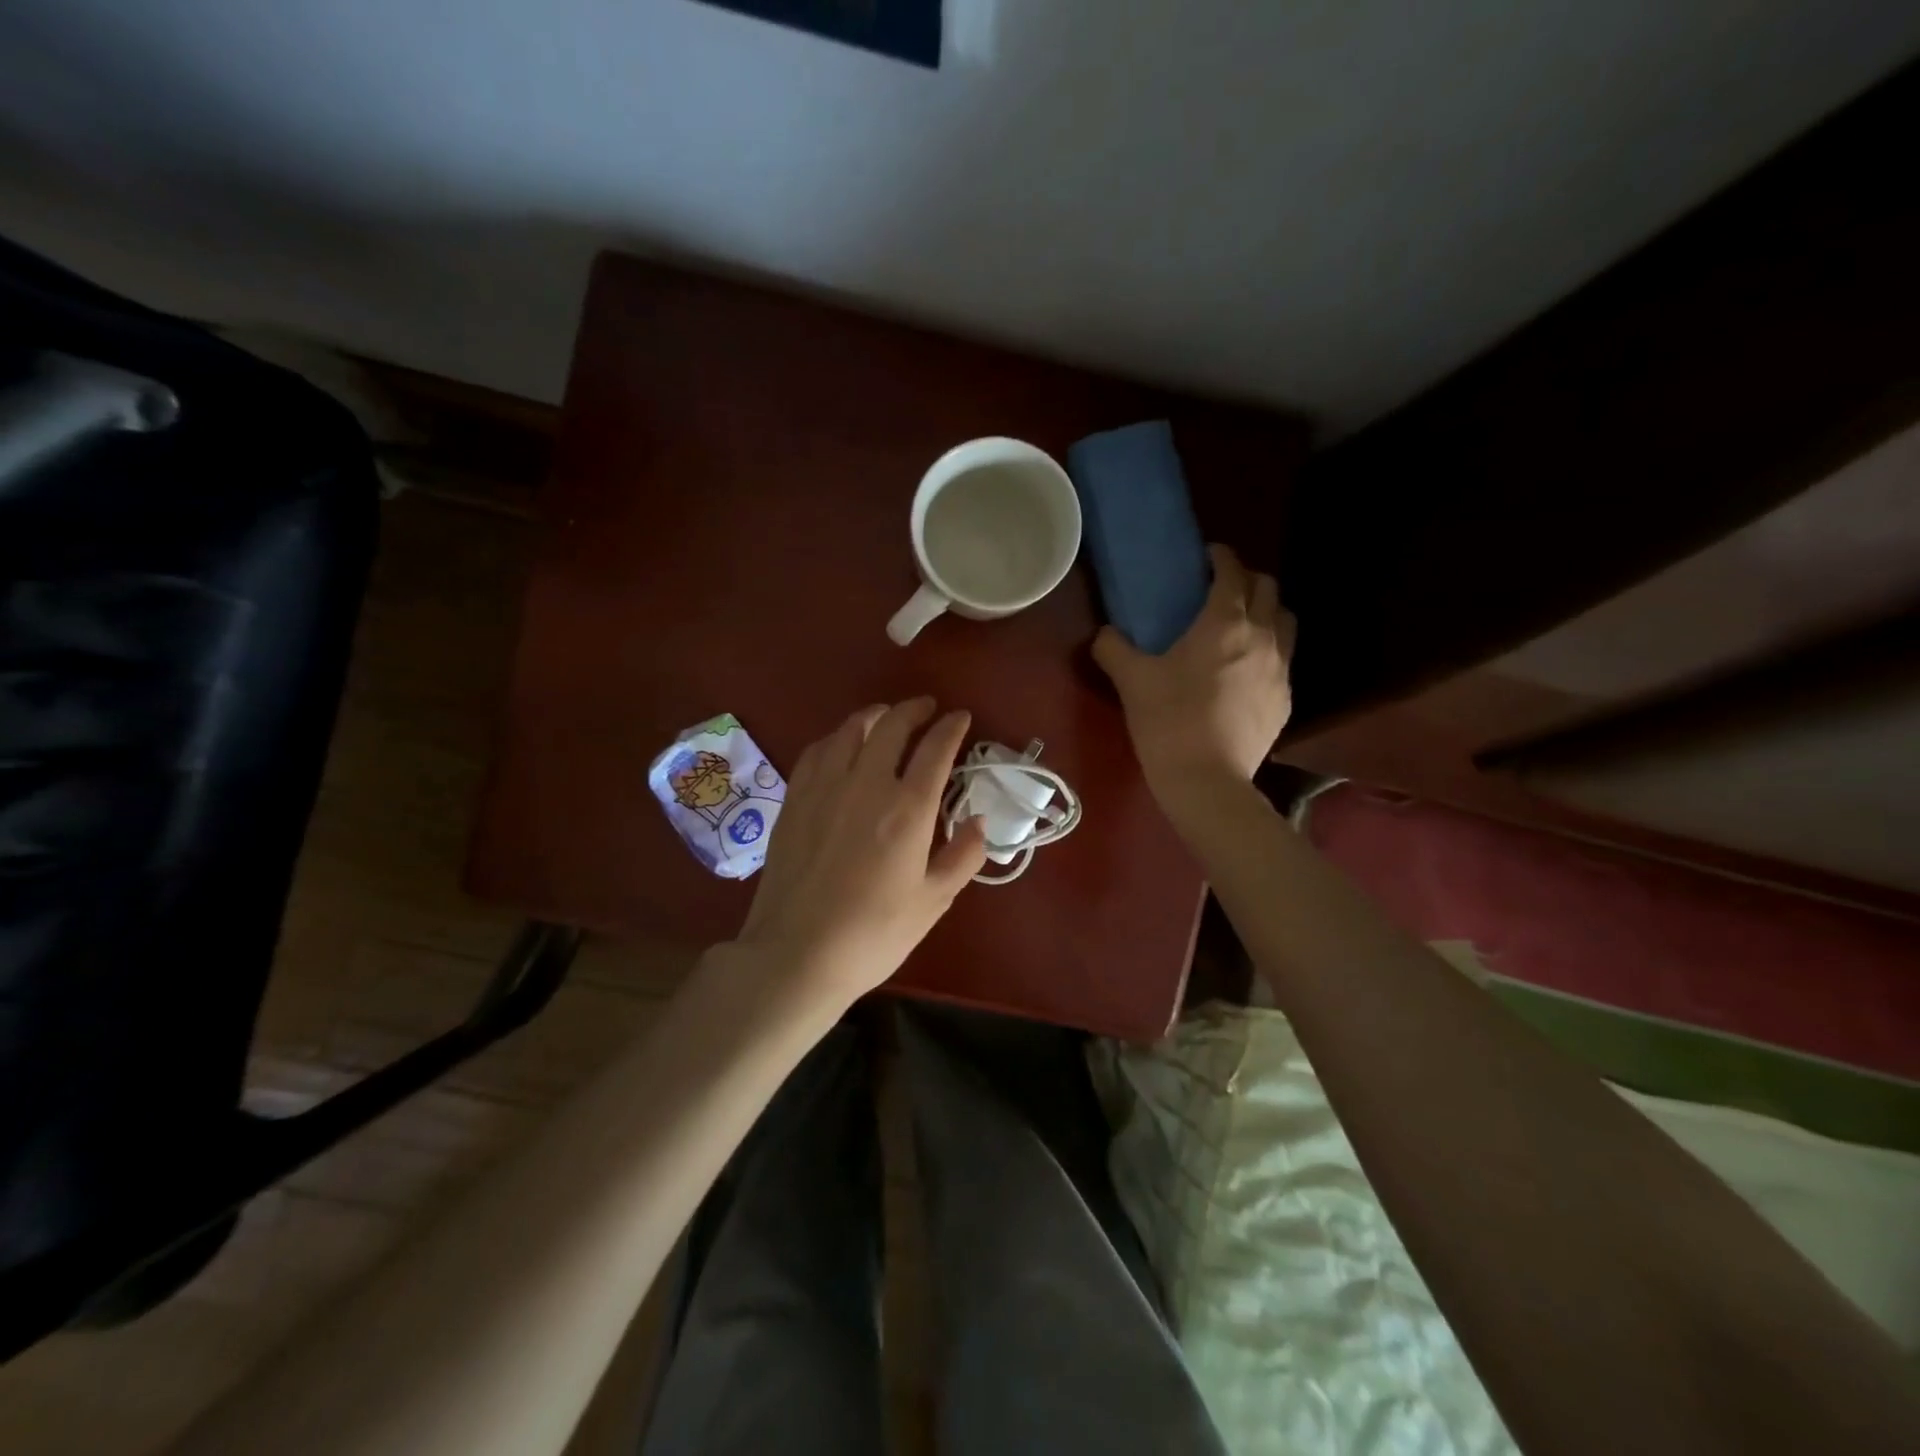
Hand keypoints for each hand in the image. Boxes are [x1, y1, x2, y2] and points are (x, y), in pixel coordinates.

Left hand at [732, 698, 987, 1008]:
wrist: (796, 954)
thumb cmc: (874, 934)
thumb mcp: (933, 902)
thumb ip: (963, 856)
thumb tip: (979, 821)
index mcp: (908, 808)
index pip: (936, 749)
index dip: (952, 727)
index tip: (961, 717)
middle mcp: (866, 784)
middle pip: (892, 725)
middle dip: (914, 709)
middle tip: (927, 708)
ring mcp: (825, 787)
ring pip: (851, 730)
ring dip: (875, 715)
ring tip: (886, 718)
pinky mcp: (795, 799)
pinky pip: (818, 750)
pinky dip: (838, 738)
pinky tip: (842, 746)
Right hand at [1093, 544, 1293, 808]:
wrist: (1208, 782)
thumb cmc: (1168, 722)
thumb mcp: (1131, 681)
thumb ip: (1113, 648)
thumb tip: (1104, 634)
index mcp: (1224, 622)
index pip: (1232, 570)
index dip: (1220, 556)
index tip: (1204, 557)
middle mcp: (1262, 636)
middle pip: (1268, 587)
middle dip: (1246, 580)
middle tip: (1219, 590)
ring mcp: (1281, 668)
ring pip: (1285, 620)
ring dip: (1265, 612)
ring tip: (1240, 626)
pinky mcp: (1286, 699)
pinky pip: (1284, 658)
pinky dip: (1268, 650)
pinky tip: (1244, 671)